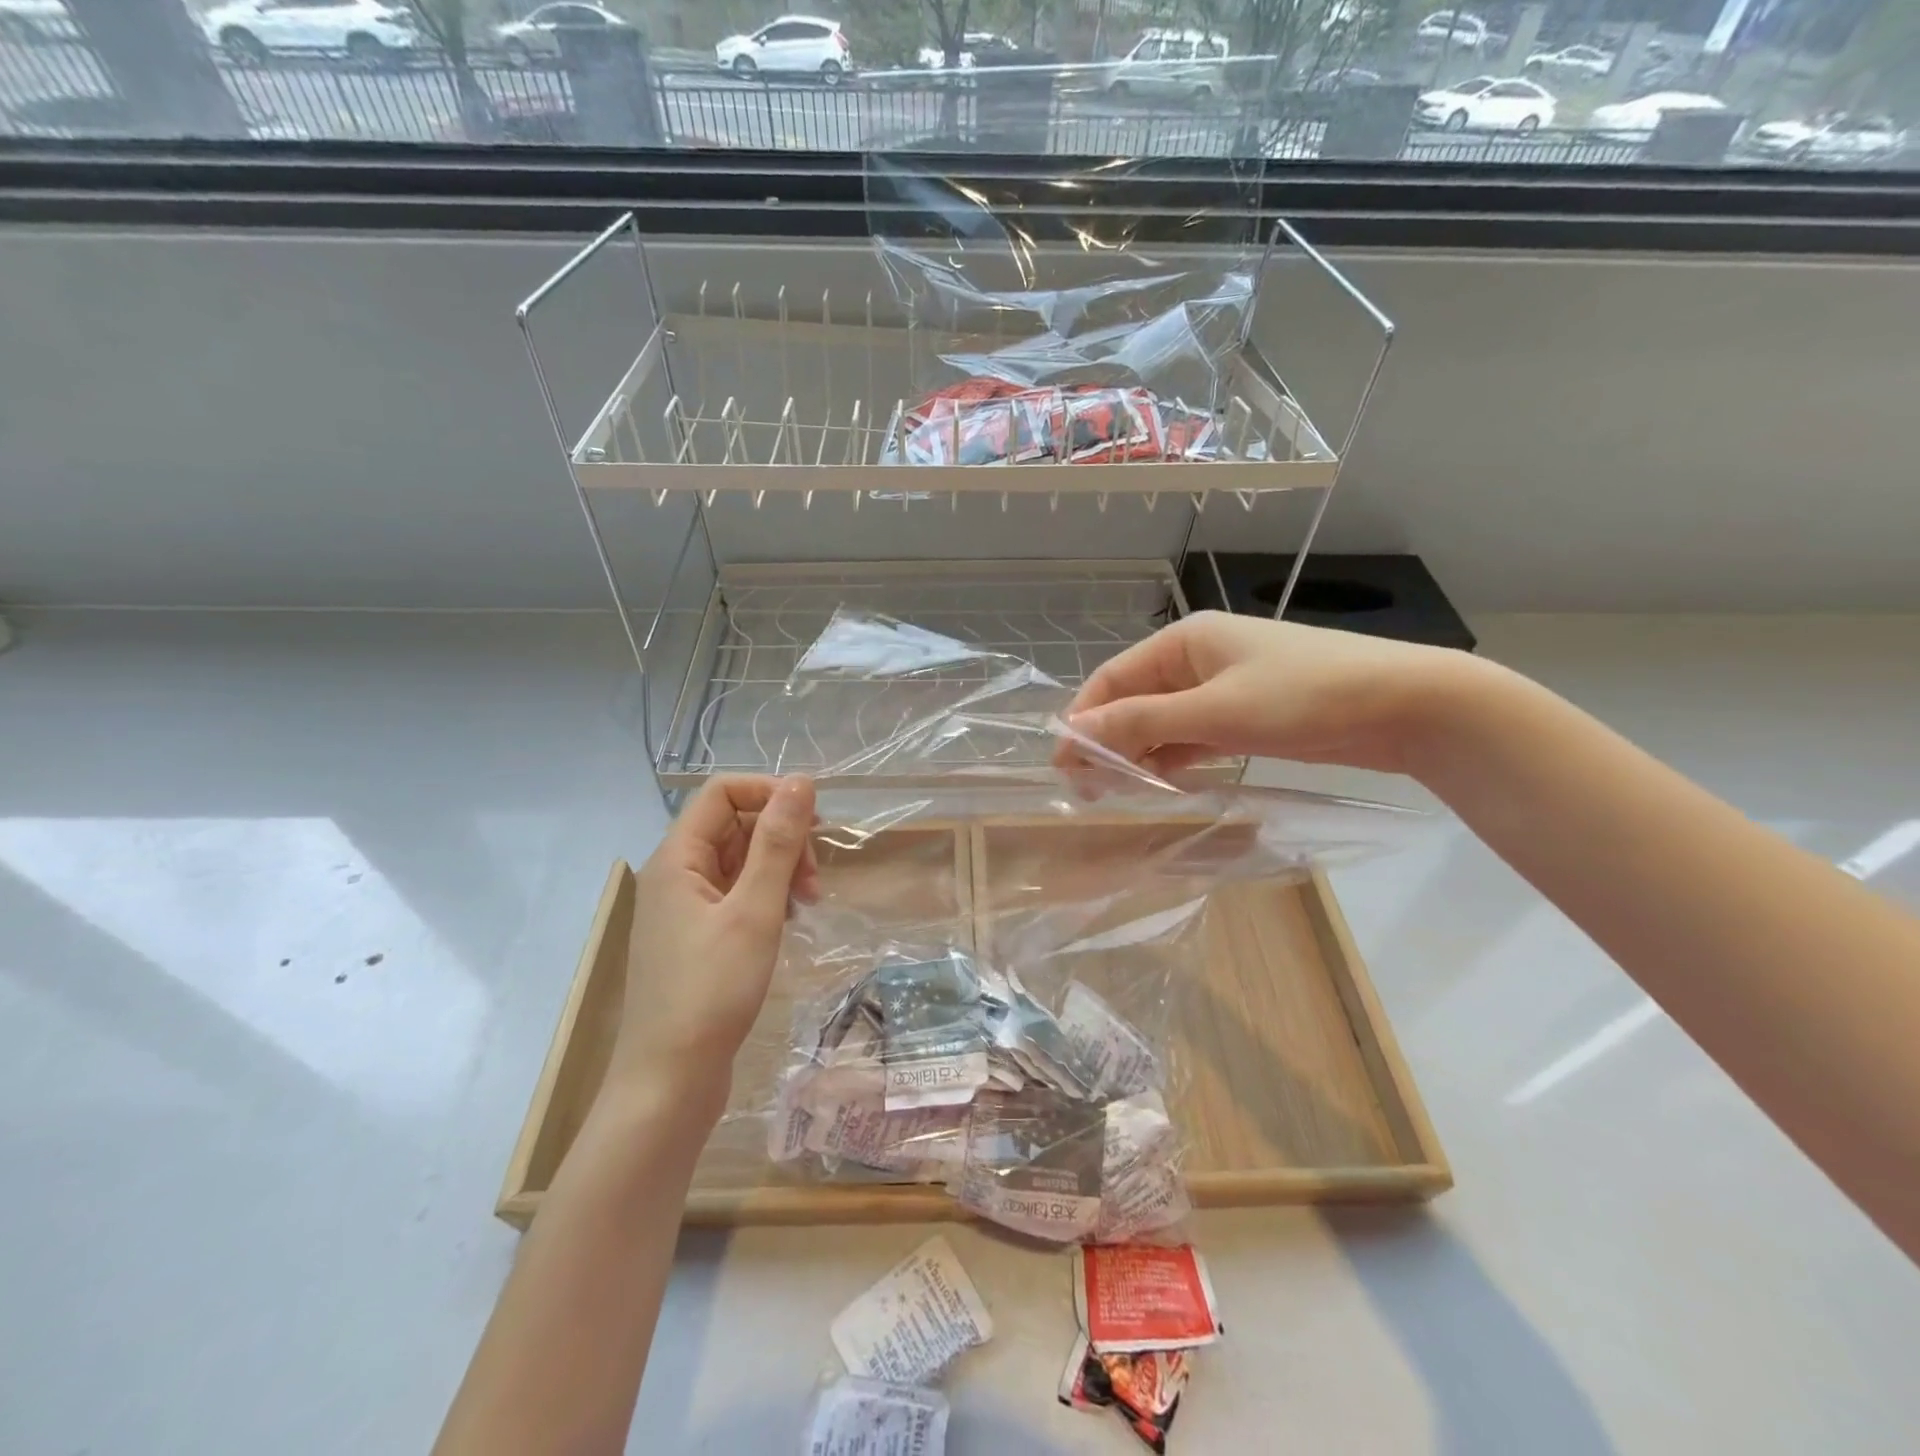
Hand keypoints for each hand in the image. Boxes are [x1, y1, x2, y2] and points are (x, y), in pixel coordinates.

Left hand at [612, 776, 818, 1113]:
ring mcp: (684, 908)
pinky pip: (735, 894)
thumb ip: (778, 843)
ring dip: (778, 869)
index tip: (814, 822)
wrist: (669, 1083)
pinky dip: (766, 897)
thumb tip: (801, 782)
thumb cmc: (711, 992)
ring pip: (738, 861)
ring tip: (806, 904)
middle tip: (814, 879)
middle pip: (733, 825)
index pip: (722, 791)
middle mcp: (676, 874)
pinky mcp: (696, 937)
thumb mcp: (754, 910)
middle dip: (781, 839)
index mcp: (677, 858)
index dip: (770, 793)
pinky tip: (787, 921)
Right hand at [1060, 612, 1472, 778]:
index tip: (1062, 765)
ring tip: (1115, 793)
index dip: (1083, 719)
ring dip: (1139, 752)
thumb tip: (1072, 733)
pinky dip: (1175, 757)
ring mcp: (1224, 687)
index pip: (1112, 679)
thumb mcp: (1213, 711)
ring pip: (1163, 721)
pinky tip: (1161, 783)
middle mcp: (1198, 658)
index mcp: (1184, 641)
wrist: (1406, 705)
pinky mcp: (1247, 715)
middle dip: (1108, 740)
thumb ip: (1140, 722)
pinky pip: (1194, 735)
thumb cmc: (1302, 697)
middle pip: (1135, 700)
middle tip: (1086, 788)